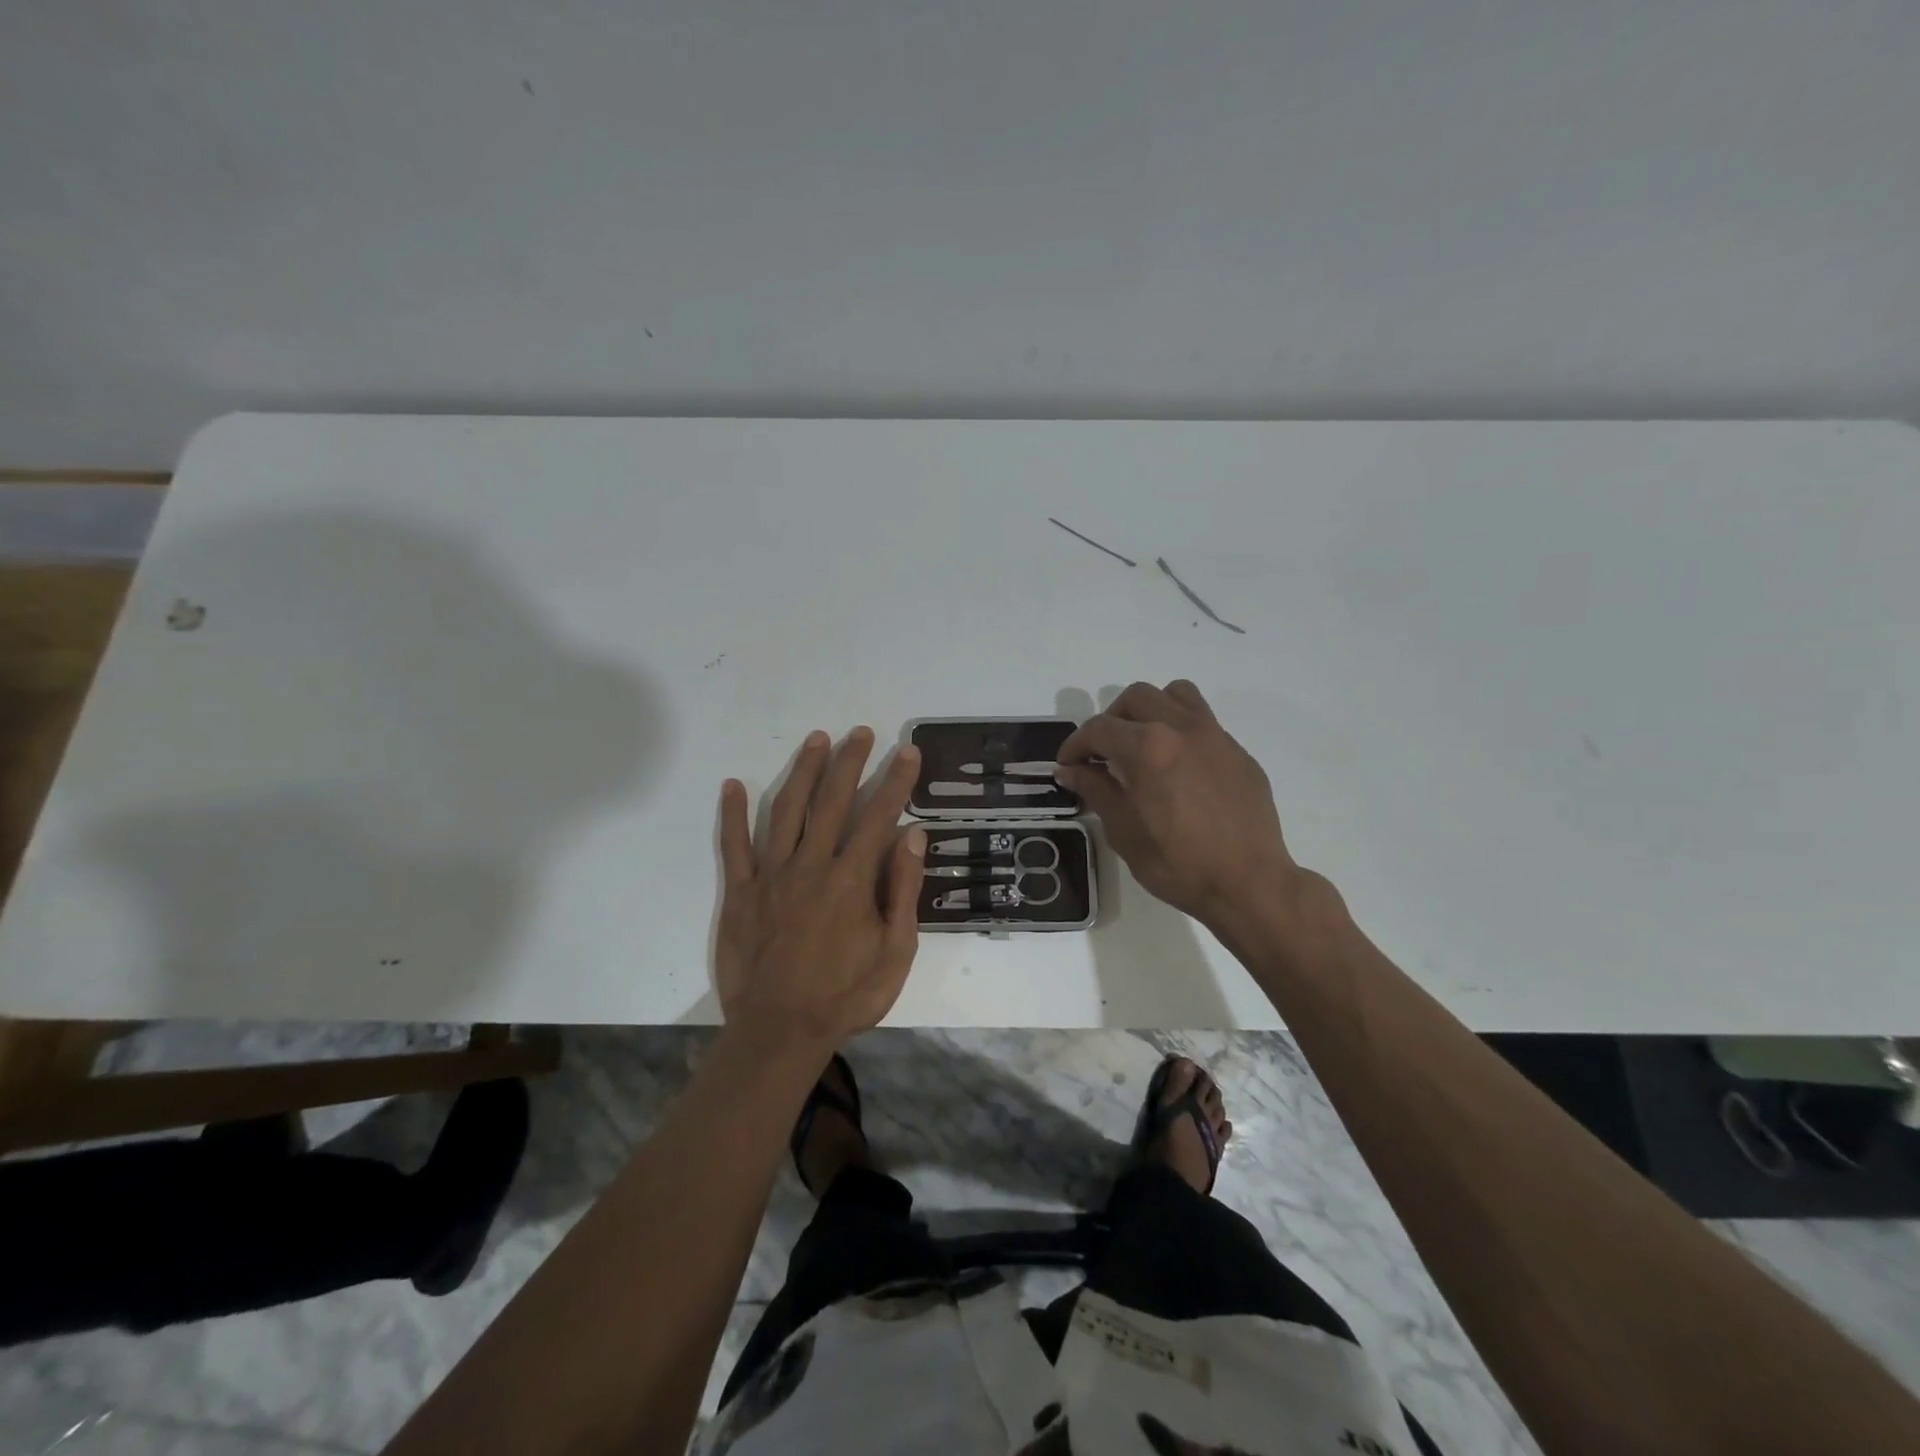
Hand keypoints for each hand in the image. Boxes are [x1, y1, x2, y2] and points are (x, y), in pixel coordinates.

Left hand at [716, 727, 925, 1057]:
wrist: (780, 1032)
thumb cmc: (846, 996)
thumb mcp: (895, 952)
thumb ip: (904, 890)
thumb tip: (914, 835)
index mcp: (852, 880)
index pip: (879, 816)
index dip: (896, 781)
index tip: (907, 751)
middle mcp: (811, 866)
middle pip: (833, 801)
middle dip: (850, 762)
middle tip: (861, 732)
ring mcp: (772, 876)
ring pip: (787, 811)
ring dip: (803, 772)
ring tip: (817, 740)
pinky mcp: (741, 892)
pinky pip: (735, 846)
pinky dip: (732, 814)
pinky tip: (733, 785)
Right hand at [1056, 681, 1293, 926]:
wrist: (1249, 884)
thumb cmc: (1178, 864)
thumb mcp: (1123, 831)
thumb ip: (1096, 790)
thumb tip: (1070, 770)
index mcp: (1147, 748)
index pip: (1099, 729)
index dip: (1075, 745)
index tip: (1068, 765)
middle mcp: (1181, 729)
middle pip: (1136, 698)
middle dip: (1112, 720)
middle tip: (1103, 753)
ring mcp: (1215, 736)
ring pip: (1176, 695)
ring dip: (1151, 710)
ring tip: (1143, 744)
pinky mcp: (1238, 752)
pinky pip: (1204, 723)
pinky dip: (1181, 731)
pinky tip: (1179, 769)